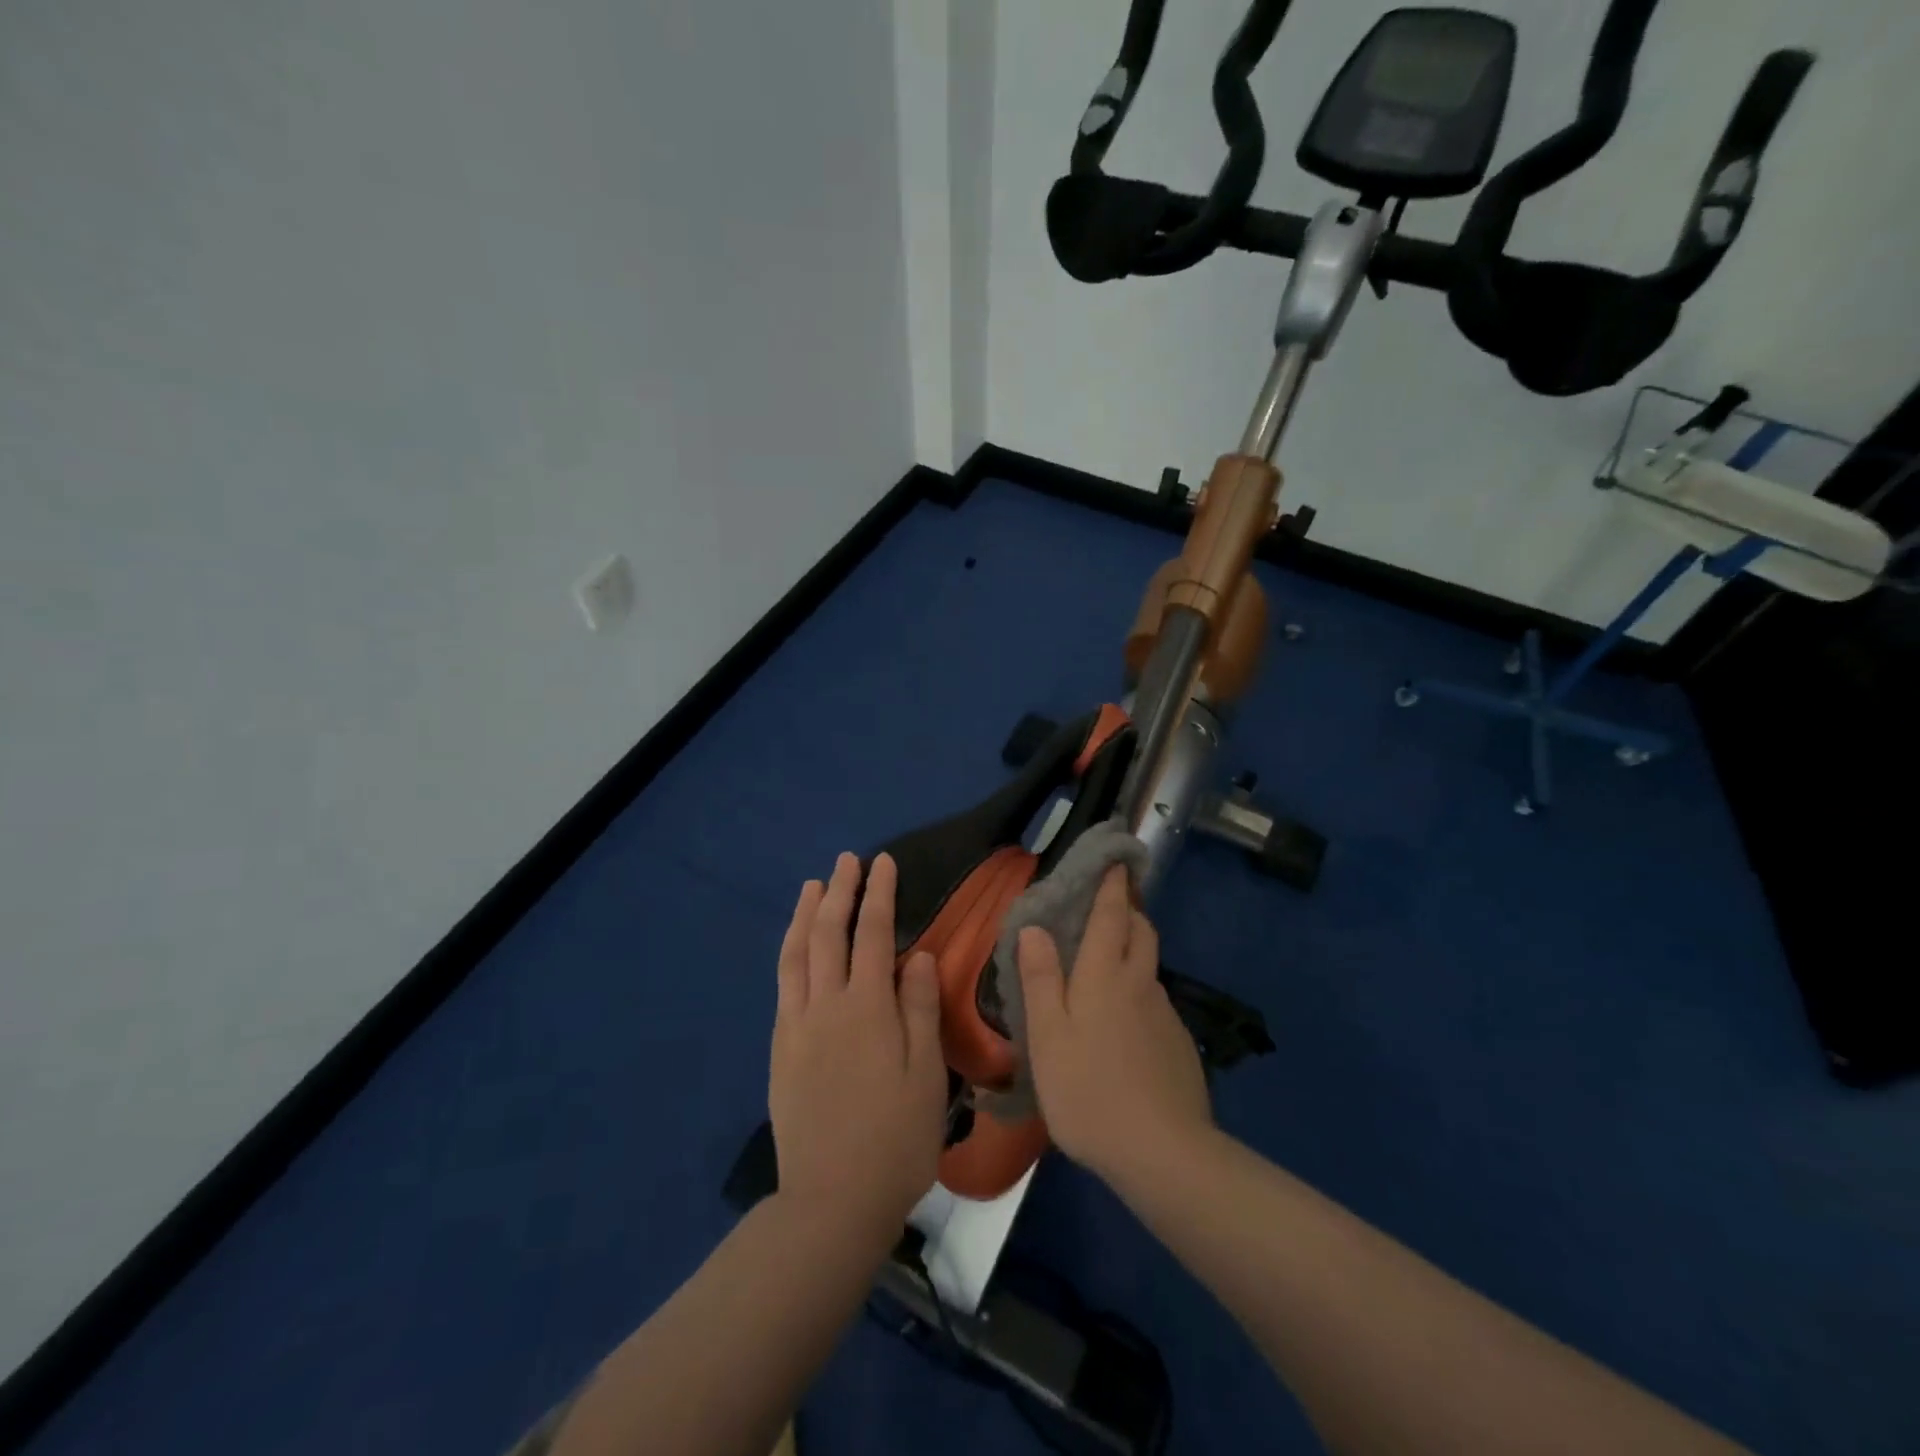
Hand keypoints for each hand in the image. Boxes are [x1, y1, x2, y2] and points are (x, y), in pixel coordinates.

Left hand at [770, 852, 946, 1249]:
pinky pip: (782, 983)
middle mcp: (826, 1005)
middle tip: (847, 860)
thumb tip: (921, 955)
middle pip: (828, 934)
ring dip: (805, 914)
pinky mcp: (780, 1048)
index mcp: (867, 1008)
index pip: (872, 934)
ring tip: (813, 885)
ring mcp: (797, 1025)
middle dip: (840, 891)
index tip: (883, 862)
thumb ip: (921, 1009)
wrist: (831, 1200)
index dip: (878, 894)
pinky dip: (789, 951)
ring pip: (796, 953)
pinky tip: (794, 945)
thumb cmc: (895, 1139)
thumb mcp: (926, 1075)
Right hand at [1017, 866, 1211, 1188]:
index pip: (1112, 914)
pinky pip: (1156, 1003)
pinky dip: (1140, 995)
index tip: (1115, 859)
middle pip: (1141, 932)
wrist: (1163, 1153)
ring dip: (1133, 953)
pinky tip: (1125, 1028)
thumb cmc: (1089, 1090)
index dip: (1112, 885)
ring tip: (1107, 970)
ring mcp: (1165, 1014)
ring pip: (1149, 968)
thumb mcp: (1048, 1036)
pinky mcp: (1179, 1046)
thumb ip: (1041, 979)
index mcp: (1105, 974)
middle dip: (1128, 911)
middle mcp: (1140, 983)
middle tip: (1108, 908)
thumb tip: (1034, 927)